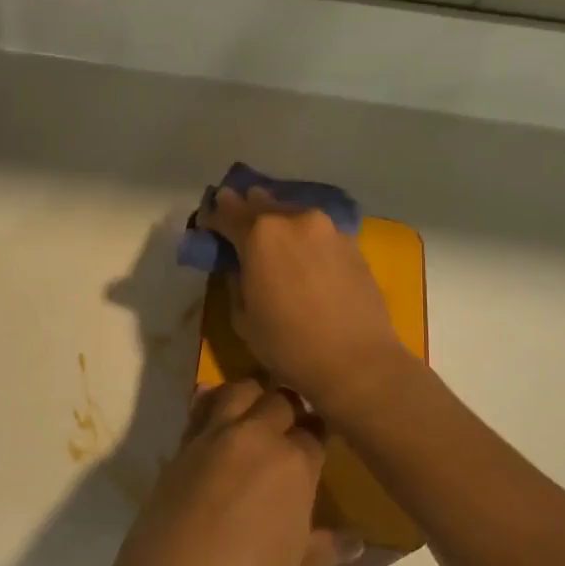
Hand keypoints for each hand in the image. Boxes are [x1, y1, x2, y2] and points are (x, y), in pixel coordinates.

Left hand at [98, 380, 361, 565]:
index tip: (320, 444)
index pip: (316, 432)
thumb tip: (356, 541)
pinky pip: (200, 409)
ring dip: (253, 394)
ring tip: (257, 411)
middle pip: (280, 400)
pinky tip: (215, 412)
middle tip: (293, 426)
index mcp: (294, 465)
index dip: (319, 436)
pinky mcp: (180, 447)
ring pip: (238, 390)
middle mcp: (256, 438)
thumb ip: (323, 548)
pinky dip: (210, 402)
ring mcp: (213, 438)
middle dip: (291, 407)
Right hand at [201, 187, 411, 417]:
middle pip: (262, 204)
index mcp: (260, 234)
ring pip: (293, 212)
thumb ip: (236, 280)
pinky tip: (302, 250)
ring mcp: (328, 228)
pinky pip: (318, 230)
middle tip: (234, 212)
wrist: (357, 361)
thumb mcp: (243, 318)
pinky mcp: (352, 243)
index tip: (207, 221)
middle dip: (245, 208)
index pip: (228, 213)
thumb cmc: (288, 345)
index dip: (214, 215)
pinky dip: (304, 234)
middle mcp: (294, 219)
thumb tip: (239, 265)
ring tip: (269, 230)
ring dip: (277, 217)